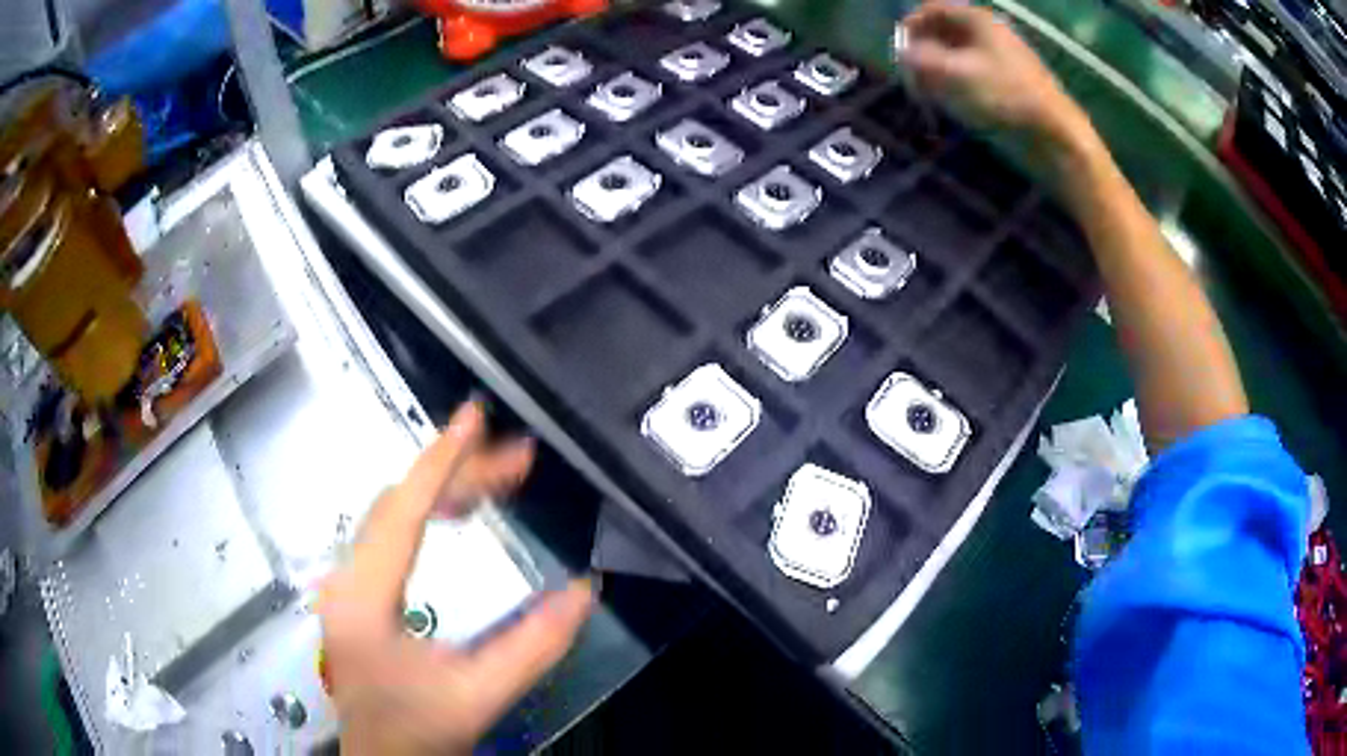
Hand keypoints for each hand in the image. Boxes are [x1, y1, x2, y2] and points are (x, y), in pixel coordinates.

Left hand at [318, 403, 595, 754]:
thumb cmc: (419, 729)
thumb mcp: (480, 693)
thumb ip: (534, 645)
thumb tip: (586, 590)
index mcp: (366, 596)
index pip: (403, 510)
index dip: (441, 459)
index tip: (474, 416)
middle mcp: (347, 578)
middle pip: (398, 503)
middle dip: (458, 472)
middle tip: (518, 457)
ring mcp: (347, 583)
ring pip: (391, 514)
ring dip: (443, 489)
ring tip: (496, 478)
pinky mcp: (356, 593)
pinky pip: (390, 533)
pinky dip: (427, 512)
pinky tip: (456, 513)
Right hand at [899, 3, 1086, 147]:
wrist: (1054, 133)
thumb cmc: (1005, 96)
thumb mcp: (955, 74)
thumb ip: (921, 59)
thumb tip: (901, 53)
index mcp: (977, 20)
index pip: (932, 9)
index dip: (911, 26)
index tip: (899, 51)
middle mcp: (987, 32)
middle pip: (943, 31)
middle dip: (923, 51)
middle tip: (911, 76)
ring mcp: (998, 58)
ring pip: (955, 55)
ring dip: (937, 71)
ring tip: (928, 94)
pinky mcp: (1005, 83)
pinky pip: (970, 74)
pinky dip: (954, 84)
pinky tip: (950, 103)